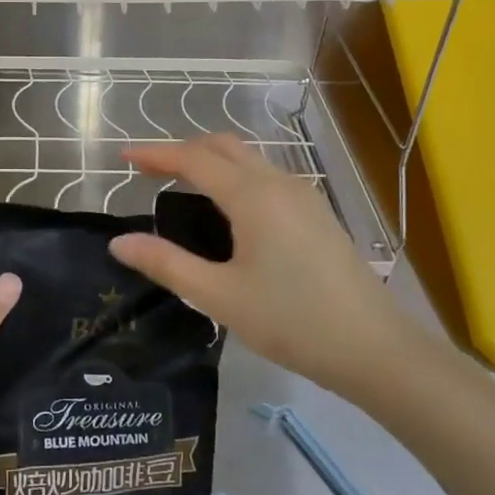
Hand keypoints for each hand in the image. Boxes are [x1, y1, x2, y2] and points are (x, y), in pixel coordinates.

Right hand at [108, 136, 410, 396]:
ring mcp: (303, 196)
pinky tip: (227, 209)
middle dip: (183, 150)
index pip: (194, 159)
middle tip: (149, 171)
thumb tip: (119, 243)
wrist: (375, 348)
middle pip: (223, 147)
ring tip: (181, 185)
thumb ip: (166, 264)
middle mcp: (278, 183)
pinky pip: (266, 177)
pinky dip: (235, 176)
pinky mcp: (317, 213)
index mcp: (252, 195)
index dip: (156, 154)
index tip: (124, 158)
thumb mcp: (219, 296)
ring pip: (248, 159)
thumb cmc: (292, 321)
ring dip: (211, 161)